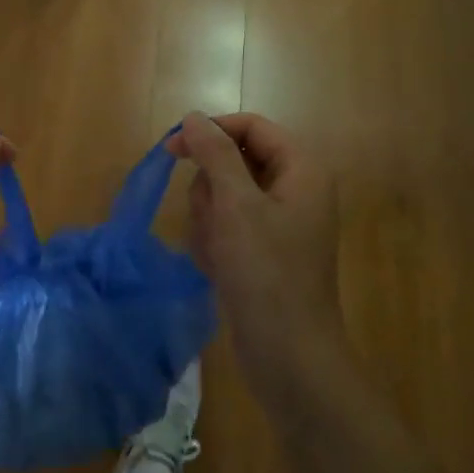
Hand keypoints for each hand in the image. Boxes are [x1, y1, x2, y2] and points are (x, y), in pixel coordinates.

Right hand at [168, 112, 349, 409]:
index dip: (210, 131)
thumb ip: (214, 153)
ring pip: (224, 194)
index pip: (250, 126)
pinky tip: (218, 267)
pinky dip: (215, 241)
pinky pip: (227, 225)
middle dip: (211, 188)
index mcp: (301, 169)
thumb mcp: (236, 205)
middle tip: (212, 219)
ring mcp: (279, 221)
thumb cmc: (266, 272)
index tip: (172, 150)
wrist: (288, 355)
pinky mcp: (264, 249)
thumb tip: (194, 117)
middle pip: (234, 160)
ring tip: (217, 250)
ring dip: (209, 218)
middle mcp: (294, 188)